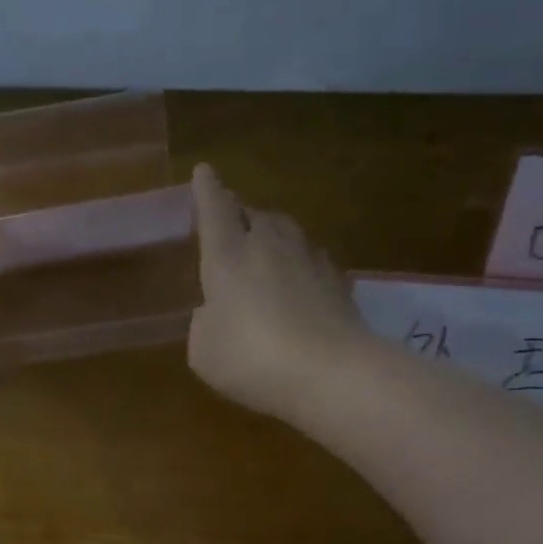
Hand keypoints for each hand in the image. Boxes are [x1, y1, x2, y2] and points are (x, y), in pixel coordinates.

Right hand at [187, 163, 368, 420]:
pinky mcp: (338, 282)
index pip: (214, 209)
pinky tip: (299, 278)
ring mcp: (308, 260)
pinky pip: (312, 259)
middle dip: (238, 213)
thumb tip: (215, 312)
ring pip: (286, 231)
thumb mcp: (204, 351)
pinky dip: (300, 262)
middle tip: (230, 219)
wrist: (332, 373)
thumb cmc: (252, 358)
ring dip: (271, 233)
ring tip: (264, 244)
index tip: (204, 170)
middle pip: (253, 214)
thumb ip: (204, 324)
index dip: (206, 190)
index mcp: (228, 255)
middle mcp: (268, 246)